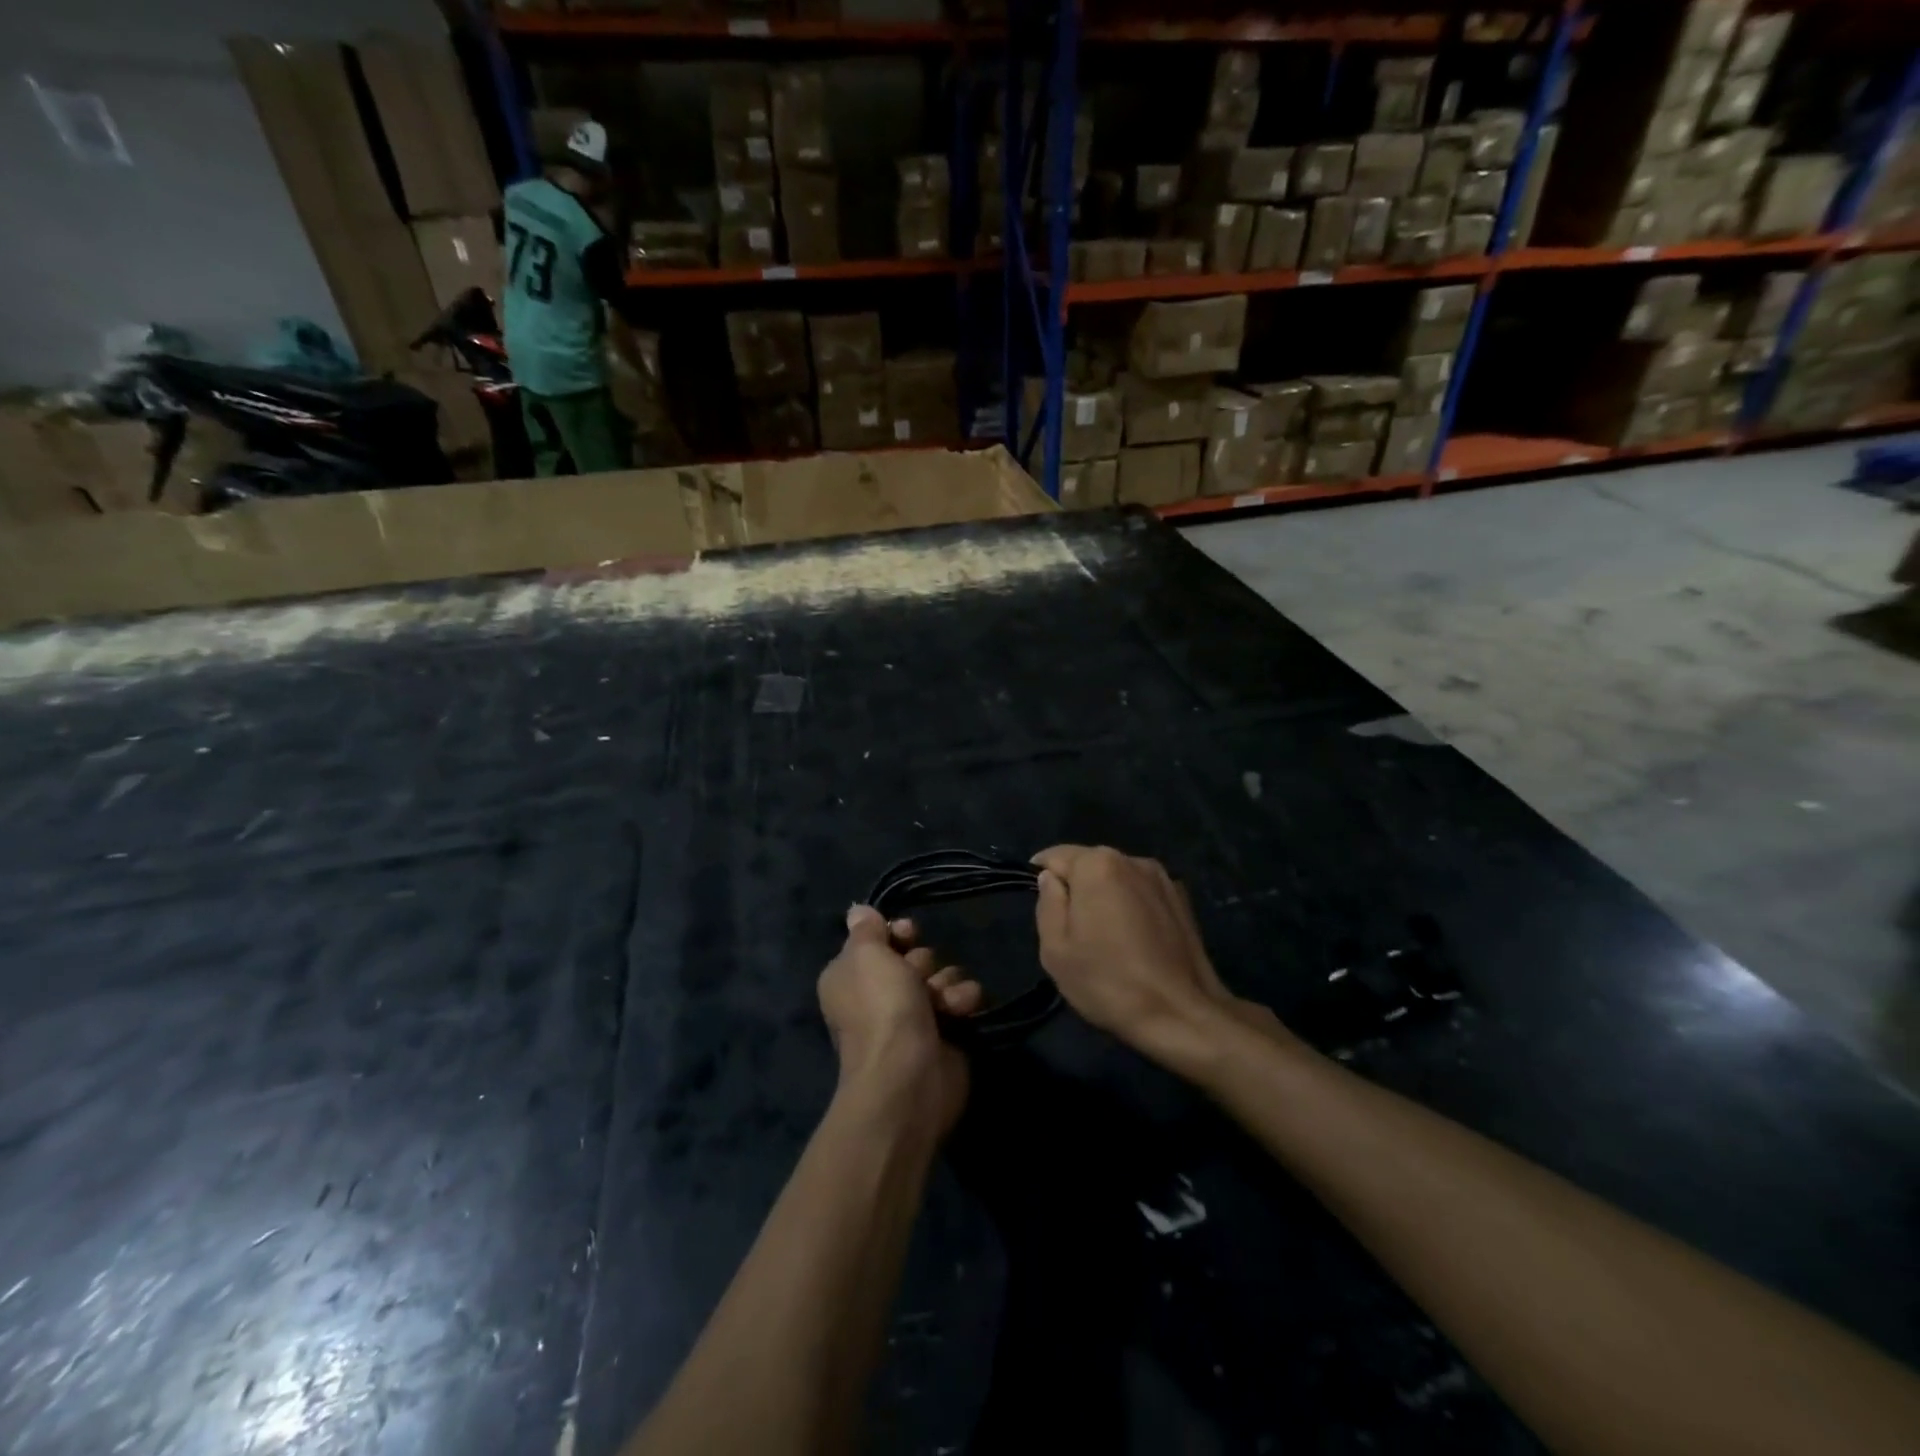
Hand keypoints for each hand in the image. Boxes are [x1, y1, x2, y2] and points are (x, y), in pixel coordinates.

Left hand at [817, 907, 982, 1137]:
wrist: (908, 1074)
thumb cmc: (881, 1007)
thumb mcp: (865, 955)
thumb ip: (866, 929)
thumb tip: (858, 911)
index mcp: (851, 976)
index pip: (879, 940)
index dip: (896, 933)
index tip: (906, 932)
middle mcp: (879, 995)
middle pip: (914, 957)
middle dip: (922, 962)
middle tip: (918, 977)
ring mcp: (913, 1016)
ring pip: (942, 975)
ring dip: (945, 983)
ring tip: (942, 1002)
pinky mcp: (944, 1033)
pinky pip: (961, 999)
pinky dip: (961, 1002)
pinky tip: (959, 1012)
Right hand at [1032, 846, 1288, 1060]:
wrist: (1181, 1014)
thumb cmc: (1108, 981)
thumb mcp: (1055, 948)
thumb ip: (1047, 902)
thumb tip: (1052, 879)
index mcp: (1098, 864)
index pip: (1054, 856)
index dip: (1041, 878)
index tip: (1043, 909)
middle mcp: (1132, 859)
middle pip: (1089, 864)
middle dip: (1076, 888)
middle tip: (1072, 932)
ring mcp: (1162, 878)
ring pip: (1117, 879)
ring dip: (1105, 897)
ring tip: (1106, 939)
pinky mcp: (1182, 899)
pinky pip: (1142, 893)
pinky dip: (1131, 907)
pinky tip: (1136, 942)